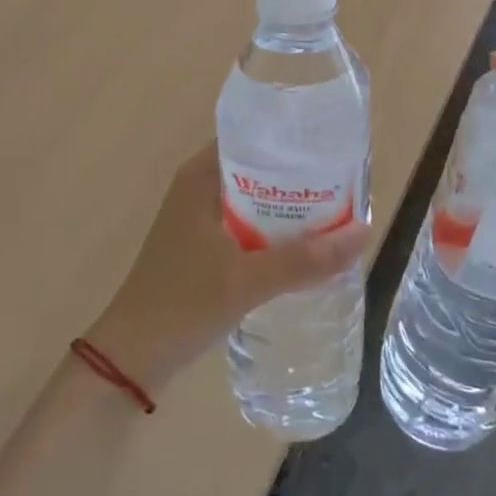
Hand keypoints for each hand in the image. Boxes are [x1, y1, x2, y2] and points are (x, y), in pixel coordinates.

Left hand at [86, 143, 370, 393]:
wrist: (131, 360)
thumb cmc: (181, 304)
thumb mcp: (247, 280)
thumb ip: (304, 260)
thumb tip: (364, 233)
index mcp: (201, 175)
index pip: (253, 135)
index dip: (291, 138)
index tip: (331, 145)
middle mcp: (200, 186)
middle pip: (259, 167)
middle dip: (299, 176)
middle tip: (345, 181)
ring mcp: (200, 218)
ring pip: (256, 199)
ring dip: (289, 207)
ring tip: (337, 210)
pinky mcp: (203, 246)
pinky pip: (248, 225)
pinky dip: (275, 231)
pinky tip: (306, 246)